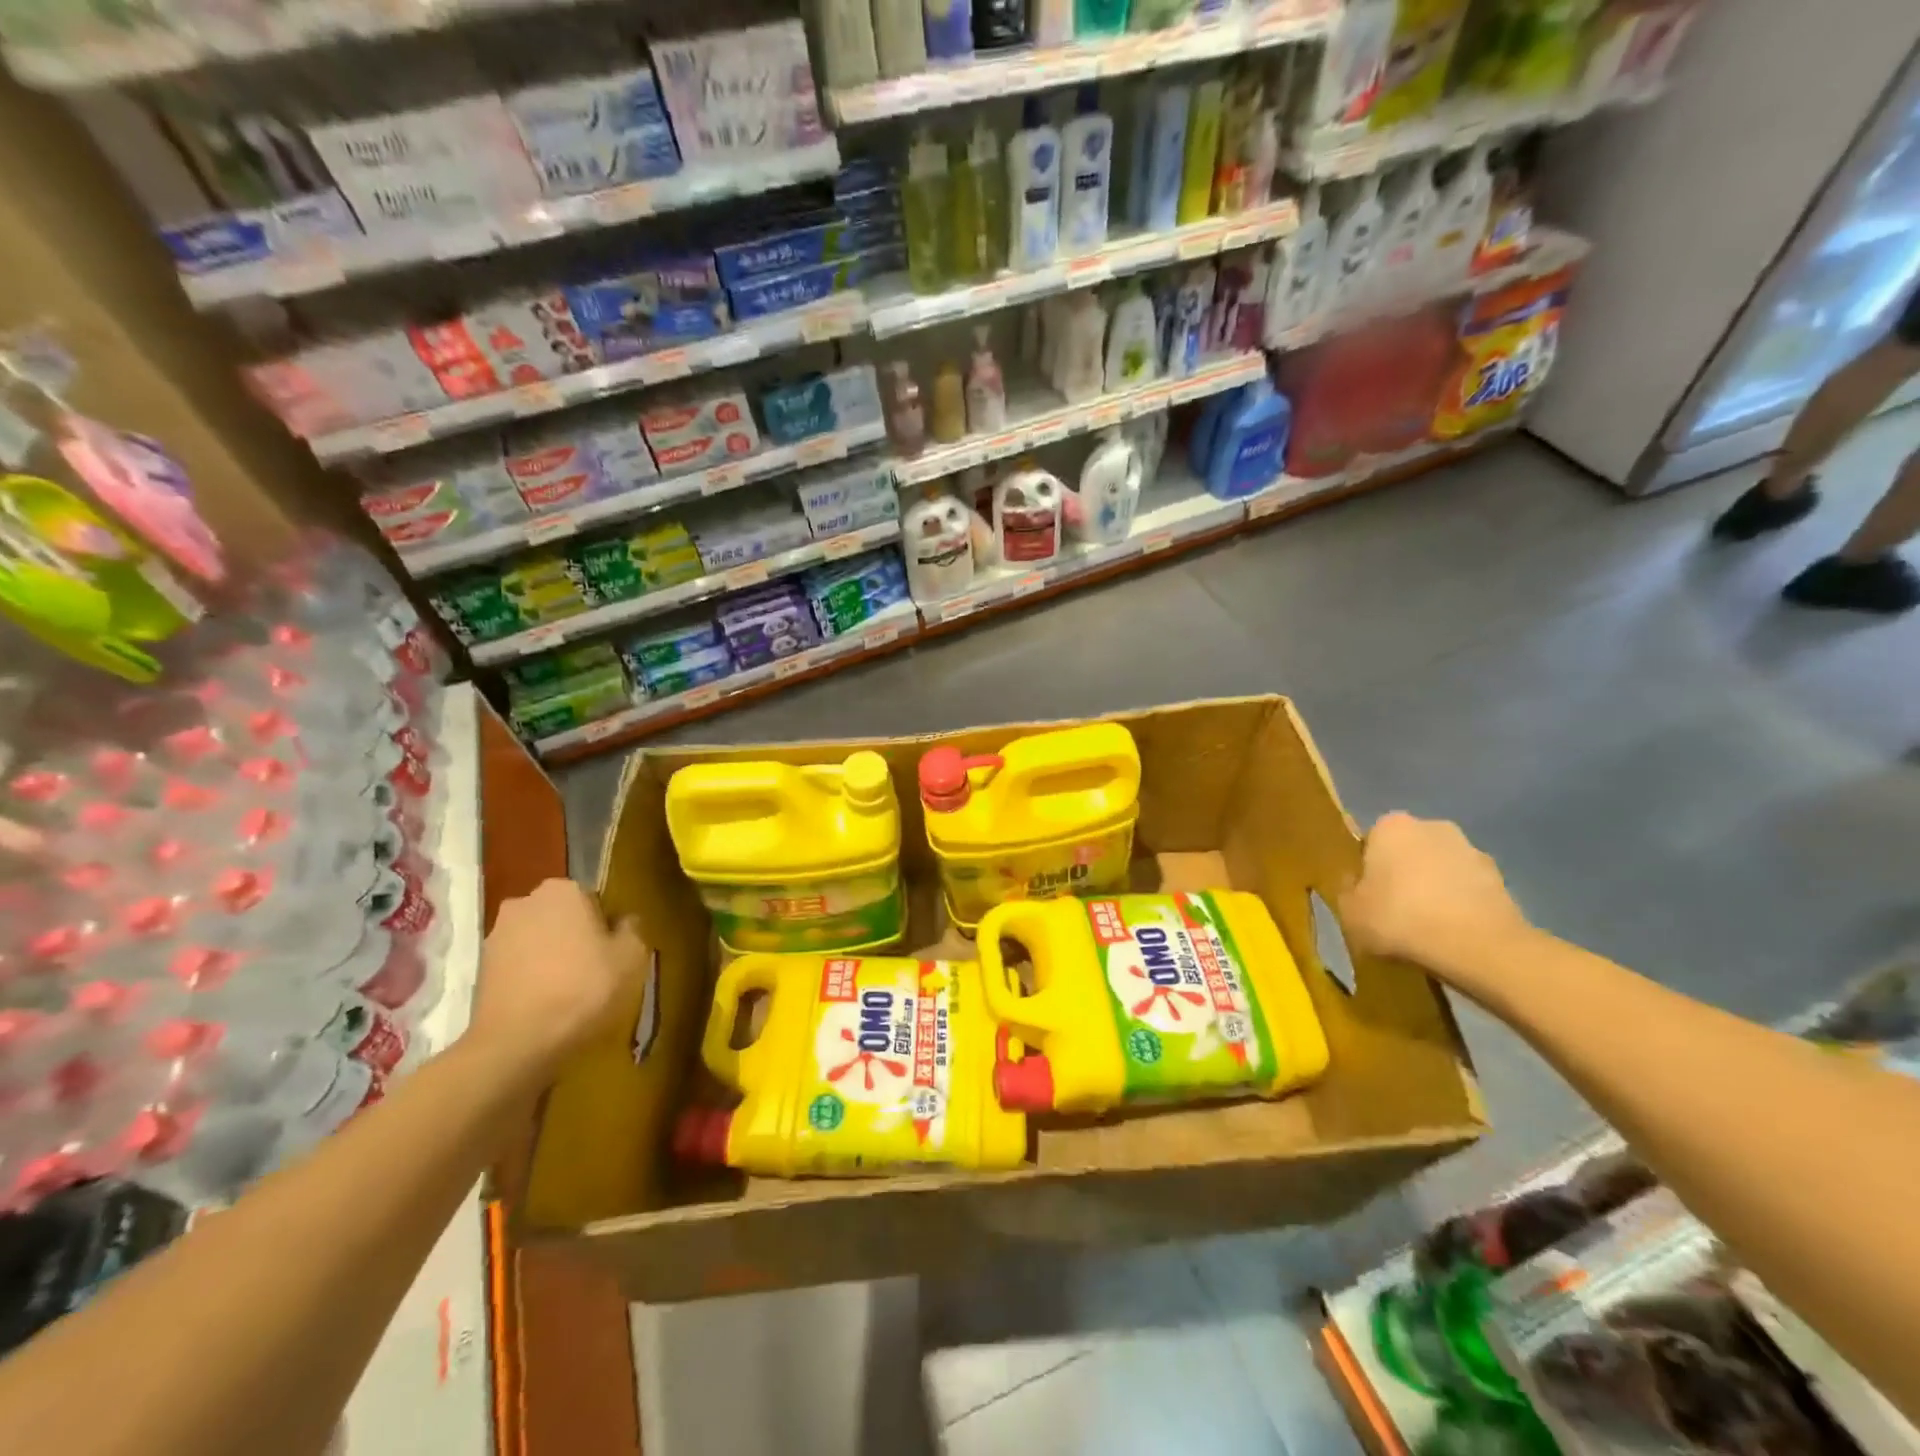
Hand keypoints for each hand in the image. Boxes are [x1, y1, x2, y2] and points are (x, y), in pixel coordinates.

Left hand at [470, 879, 646, 1080]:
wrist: (518, 1042)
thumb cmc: (583, 988)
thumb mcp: (631, 956)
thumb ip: (632, 929)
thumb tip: (623, 921)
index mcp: (563, 891)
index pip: (594, 899)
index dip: (606, 925)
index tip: (613, 952)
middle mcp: (525, 902)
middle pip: (562, 916)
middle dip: (575, 935)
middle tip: (594, 969)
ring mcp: (497, 935)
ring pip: (538, 939)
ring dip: (551, 955)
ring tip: (568, 990)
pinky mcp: (480, 968)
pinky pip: (519, 963)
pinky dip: (532, 976)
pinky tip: (545, 1002)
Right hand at [1339, 813, 1530, 982]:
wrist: (1478, 947)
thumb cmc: (1400, 919)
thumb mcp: (1349, 911)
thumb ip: (1347, 891)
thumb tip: (1356, 884)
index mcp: (1391, 826)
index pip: (1370, 842)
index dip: (1366, 870)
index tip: (1366, 896)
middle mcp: (1432, 826)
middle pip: (1408, 851)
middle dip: (1402, 875)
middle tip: (1394, 911)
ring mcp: (1472, 851)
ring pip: (1440, 869)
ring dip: (1434, 890)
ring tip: (1426, 928)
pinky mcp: (1502, 879)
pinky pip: (1468, 890)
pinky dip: (1460, 906)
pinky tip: (1453, 935)